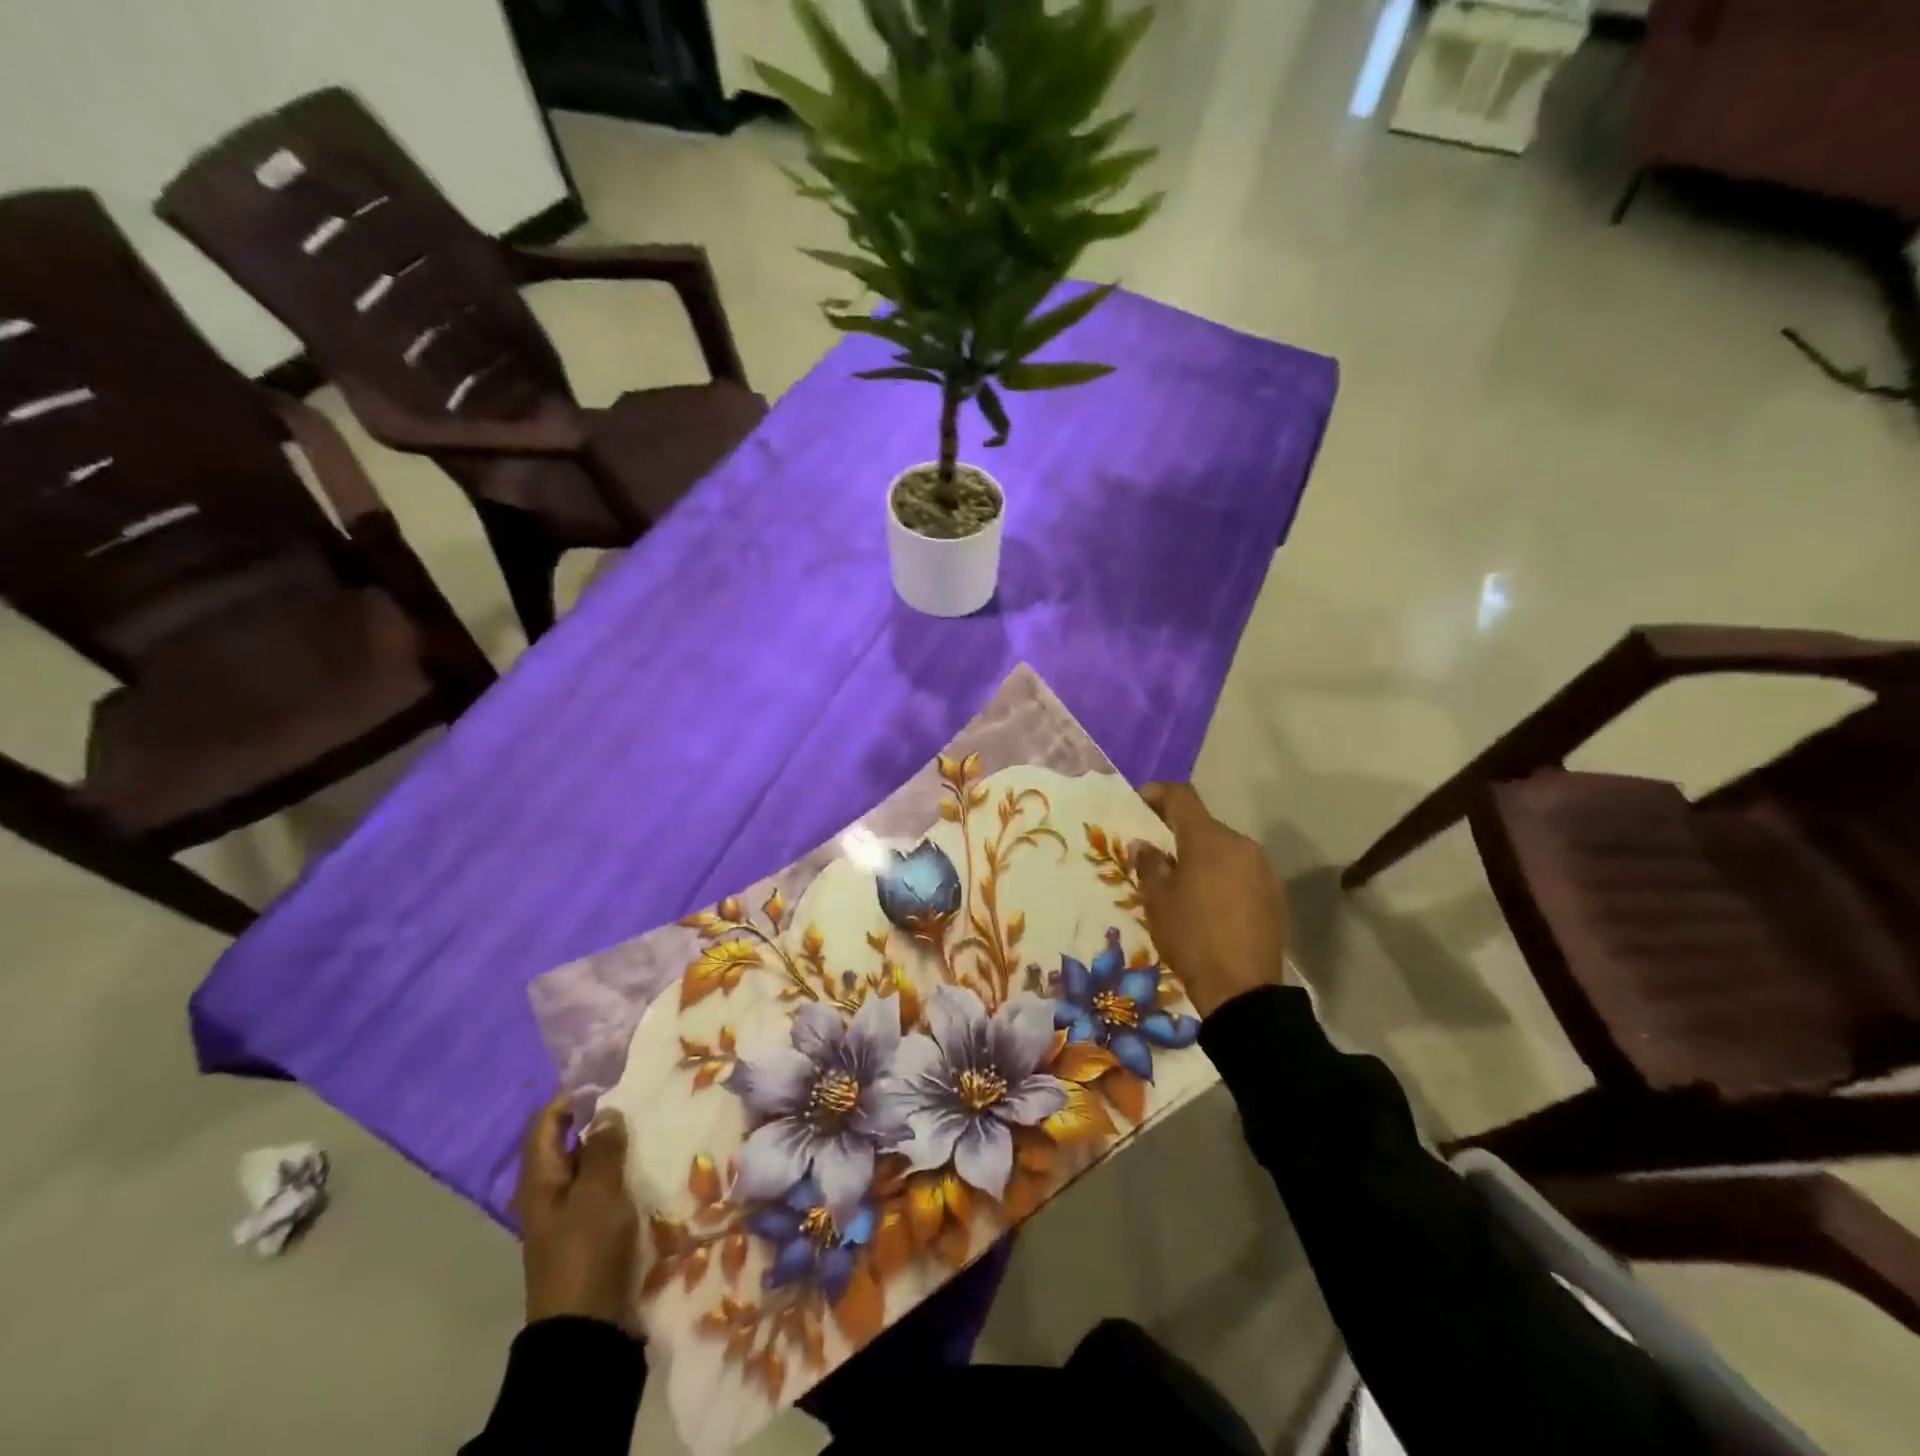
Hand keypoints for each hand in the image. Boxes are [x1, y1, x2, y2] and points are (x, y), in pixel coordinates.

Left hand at [515, 1094, 640, 1328]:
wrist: (587, 1329)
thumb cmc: (587, 1252)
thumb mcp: (598, 1194)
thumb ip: (603, 1149)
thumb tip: (606, 1111)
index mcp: (539, 1180)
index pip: (546, 1123)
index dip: (573, 1098)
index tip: (610, 1083)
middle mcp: (548, 1192)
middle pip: (569, 1142)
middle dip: (599, 1120)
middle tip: (637, 1101)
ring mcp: (567, 1215)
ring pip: (589, 1166)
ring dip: (613, 1148)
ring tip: (649, 1128)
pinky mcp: (588, 1232)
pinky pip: (602, 1190)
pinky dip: (620, 1174)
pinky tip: (646, 1167)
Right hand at [1135, 783, 1290, 1016]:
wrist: (1243, 989)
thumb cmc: (1191, 936)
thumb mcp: (1157, 900)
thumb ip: (1149, 863)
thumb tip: (1144, 844)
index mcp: (1209, 839)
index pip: (1182, 796)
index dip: (1158, 793)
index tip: (1140, 803)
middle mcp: (1241, 844)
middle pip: (1204, 825)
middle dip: (1178, 832)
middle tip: (1156, 852)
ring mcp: (1263, 868)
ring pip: (1224, 849)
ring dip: (1202, 856)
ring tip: (1183, 883)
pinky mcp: (1275, 893)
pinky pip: (1241, 871)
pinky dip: (1222, 876)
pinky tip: (1210, 903)